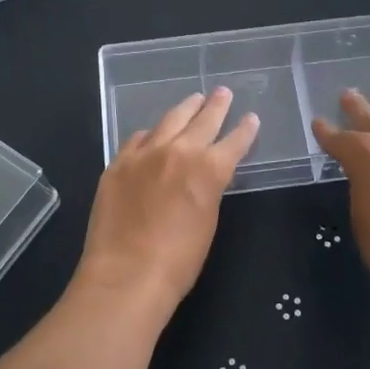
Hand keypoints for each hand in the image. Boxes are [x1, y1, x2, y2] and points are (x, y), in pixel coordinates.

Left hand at [77, 88, 259, 318]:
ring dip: (184, 109)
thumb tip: (204, 177)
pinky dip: (151, 134)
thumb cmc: (178, 261)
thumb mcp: (207, 222)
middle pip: (202, 120)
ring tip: (193, 100)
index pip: (234, 141)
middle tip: (223, 93)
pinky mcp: (117, 164)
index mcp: (208, 169)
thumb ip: (208, 190)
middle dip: (216, 106)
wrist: (126, 275)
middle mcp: (178, 151)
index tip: (251, 118)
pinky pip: (138, 139)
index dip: (245, 130)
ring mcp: (143, 154)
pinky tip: (152, 133)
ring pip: (168, 121)